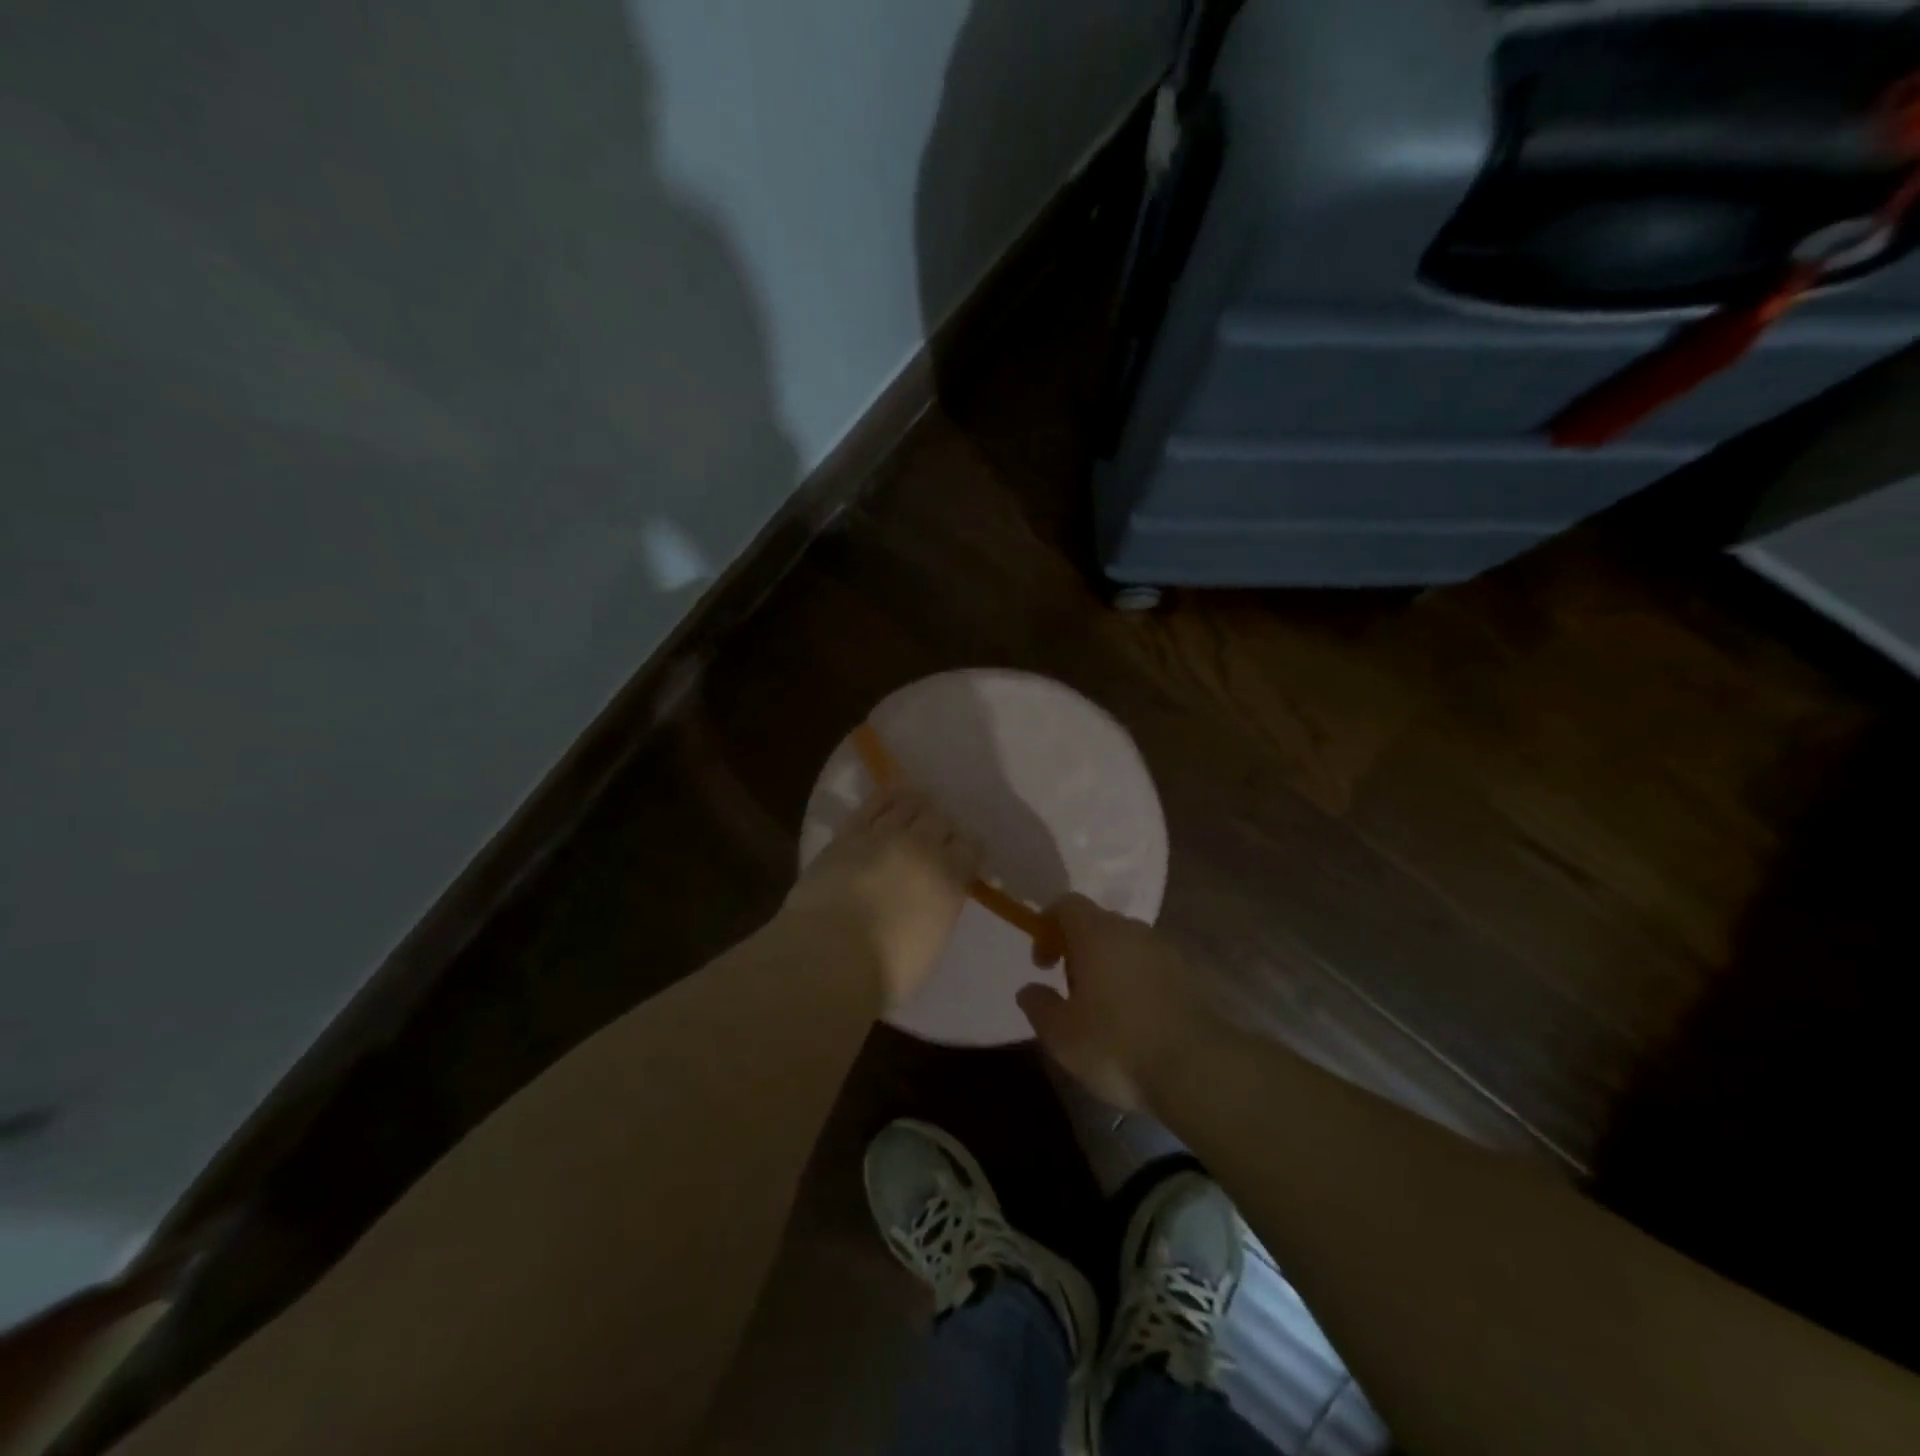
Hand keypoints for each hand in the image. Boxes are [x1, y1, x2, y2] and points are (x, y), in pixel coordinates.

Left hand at [785, 788, 979, 1011]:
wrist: (828, 958)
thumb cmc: (886, 971)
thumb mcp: (932, 943)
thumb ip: (940, 909)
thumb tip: (935, 897)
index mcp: (950, 879)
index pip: (971, 845)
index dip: (967, 849)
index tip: (962, 859)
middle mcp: (922, 848)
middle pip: (940, 819)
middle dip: (941, 828)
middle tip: (933, 841)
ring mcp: (883, 835)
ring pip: (910, 803)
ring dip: (916, 807)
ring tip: (913, 813)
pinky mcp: (848, 833)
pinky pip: (875, 803)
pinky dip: (887, 798)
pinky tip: (890, 798)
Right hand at [1017, 894, 1218, 1110]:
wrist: (1195, 1069)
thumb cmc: (1115, 1045)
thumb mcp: (1061, 1034)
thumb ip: (1039, 1005)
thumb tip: (1029, 989)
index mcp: (1097, 933)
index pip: (1067, 904)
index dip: (1048, 926)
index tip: (1043, 964)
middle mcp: (1132, 931)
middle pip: (1097, 923)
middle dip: (1078, 949)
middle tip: (1071, 991)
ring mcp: (1164, 950)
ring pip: (1126, 945)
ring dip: (1108, 965)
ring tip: (1103, 1010)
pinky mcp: (1187, 975)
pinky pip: (1149, 965)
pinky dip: (1135, 981)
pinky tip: (1133, 1020)